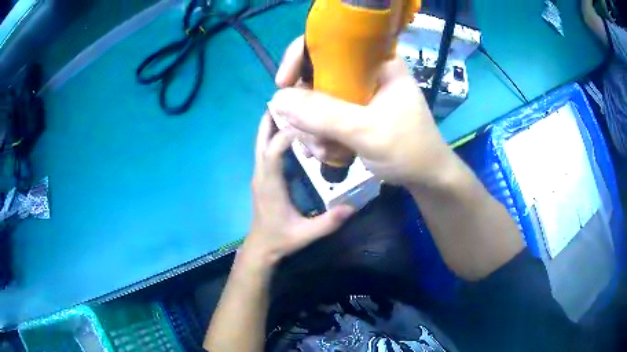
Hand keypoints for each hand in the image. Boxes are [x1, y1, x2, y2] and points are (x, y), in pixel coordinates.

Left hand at [242, 113, 353, 266]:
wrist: (261, 247)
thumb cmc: (280, 239)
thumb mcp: (305, 234)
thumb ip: (327, 222)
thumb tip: (352, 207)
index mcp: (270, 185)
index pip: (273, 151)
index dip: (286, 134)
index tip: (306, 122)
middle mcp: (261, 175)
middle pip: (261, 141)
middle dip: (270, 120)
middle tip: (284, 100)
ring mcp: (259, 176)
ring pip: (260, 145)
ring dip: (269, 126)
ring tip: (286, 109)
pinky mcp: (262, 178)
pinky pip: (264, 152)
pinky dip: (271, 137)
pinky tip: (285, 132)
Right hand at [271, 36, 456, 188]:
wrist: (425, 177)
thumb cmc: (409, 149)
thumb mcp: (368, 131)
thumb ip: (324, 115)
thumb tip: (278, 100)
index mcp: (376, 62)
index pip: (329, 43)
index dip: (300, 57)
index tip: (283, 84)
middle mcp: (363, 73)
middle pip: (315, 75)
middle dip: (307, 110)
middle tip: (313, 137)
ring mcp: (357, 94)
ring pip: (314, 100)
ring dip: (312, 129)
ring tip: (325, 151)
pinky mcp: (352, 113)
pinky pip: (322, 117)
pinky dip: (319, 136)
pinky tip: (329, 153)